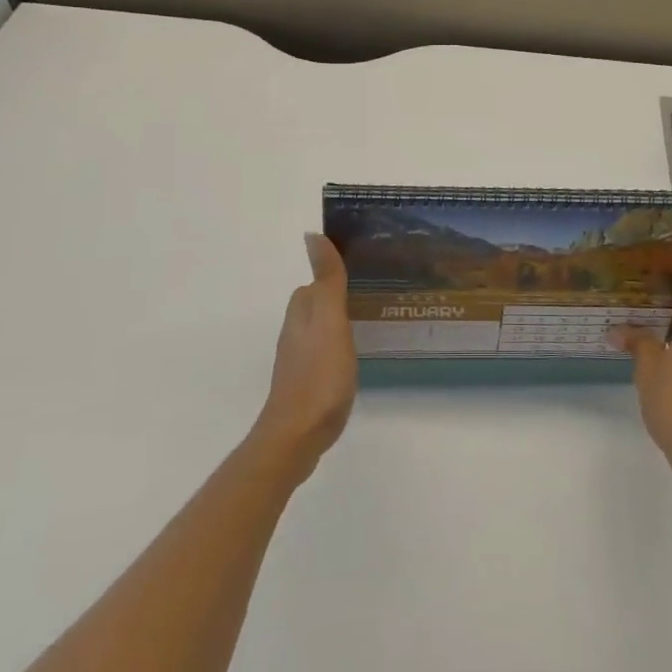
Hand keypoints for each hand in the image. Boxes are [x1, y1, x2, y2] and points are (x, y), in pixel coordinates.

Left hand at [251, 234, 358, 478]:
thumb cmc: (319, 374)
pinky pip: (325, 352)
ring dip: (340, 321)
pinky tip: (357, 355)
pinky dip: (340, 346)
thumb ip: (326, 279)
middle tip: (375, 292)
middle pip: (318, 304)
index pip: (316, 283)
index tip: (364, 267)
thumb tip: (312, 234)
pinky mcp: (307, 383)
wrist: (298, 436)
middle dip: (340, 296)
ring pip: (321, 328)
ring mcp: (300, 360)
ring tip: (372, 320)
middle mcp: (296, 332)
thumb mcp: (329, 319)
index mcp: (302, 312)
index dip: (335, 273)